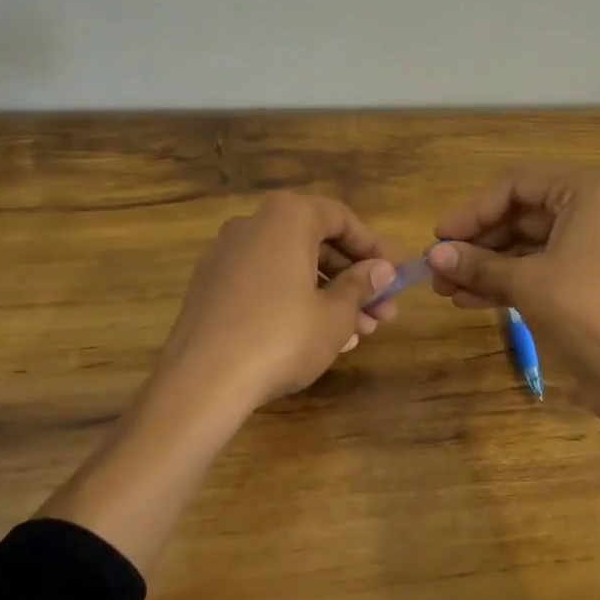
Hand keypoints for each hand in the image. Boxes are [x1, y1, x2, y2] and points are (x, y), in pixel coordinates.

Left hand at [153, 193, 403, 414]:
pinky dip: (297, 302)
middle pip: (316, 244)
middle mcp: (254, 225)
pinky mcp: (212, 287)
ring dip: (330, 296)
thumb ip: (361, 285)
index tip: (397, 274)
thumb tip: (381, 270)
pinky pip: (267, 284)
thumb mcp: (335, 314)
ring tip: (361, 333)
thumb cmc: (282, 337)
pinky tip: (321, 337)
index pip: (342, 219)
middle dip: (355, 279)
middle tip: (384, 311)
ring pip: (292, 267)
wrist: (202, 381)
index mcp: (287, 218)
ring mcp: (227, 256)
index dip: (374, 248)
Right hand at [428, 168, 599, 437]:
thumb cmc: (583, 309)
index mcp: (583, 194)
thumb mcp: (524, 282)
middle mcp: (584, 212)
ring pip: (520, 247)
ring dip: (481, 266)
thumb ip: (477, 265)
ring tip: (442, 288)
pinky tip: (465, 300)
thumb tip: (432, 256)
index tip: (441, 236)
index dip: (475, 210)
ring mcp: (581, 249)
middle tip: (436, 266)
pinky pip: (530, 271)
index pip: (516, 185)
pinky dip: (500, 283)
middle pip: (516, 216)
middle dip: (475, 243)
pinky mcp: (576, 282)